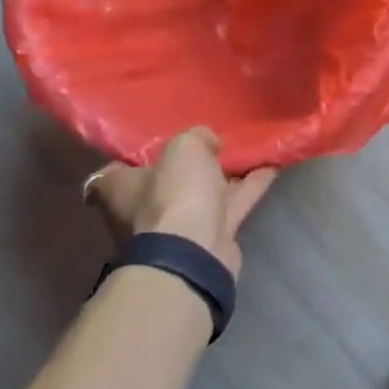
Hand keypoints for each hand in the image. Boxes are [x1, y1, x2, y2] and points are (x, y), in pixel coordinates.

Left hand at [84, 128, 276, 277]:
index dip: (138, 154)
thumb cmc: (174, 194)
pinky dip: (250, 187)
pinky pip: (232, 205)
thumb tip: (208, 141)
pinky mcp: (210, 238)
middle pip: (167, 180)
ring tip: (250, 149)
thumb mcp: (185, 147)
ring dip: (226, 174)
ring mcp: (178, 226)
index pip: (117, 169)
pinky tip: (271, 167)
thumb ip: (197, 136)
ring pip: (204, 193)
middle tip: (214, 142)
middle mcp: (143, 209)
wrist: (195, 251)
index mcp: (120, 188)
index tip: (161, 140)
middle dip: (190, 165)